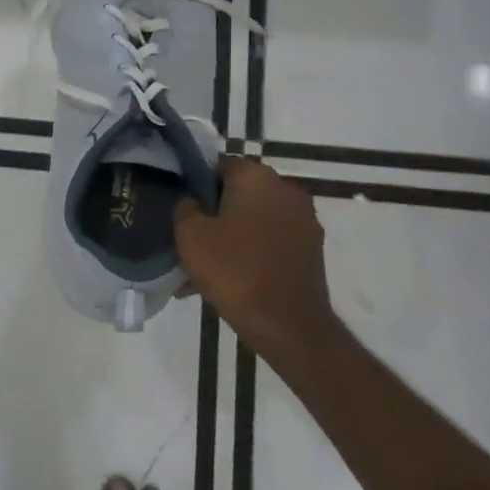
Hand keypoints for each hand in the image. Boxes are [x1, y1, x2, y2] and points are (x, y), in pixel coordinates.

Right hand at [174, 158, 338, 360]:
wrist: (286, 324)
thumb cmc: (233, 269)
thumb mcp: (189, 234)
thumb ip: (184, 207)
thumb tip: (191, 201)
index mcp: (257, 177)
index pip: (218, 165)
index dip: (195, 183)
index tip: (179, 206)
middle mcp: (286, 191)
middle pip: (239, 192)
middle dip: (214, 211)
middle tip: (189, 235)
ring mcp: (304, 222)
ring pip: (254, 219)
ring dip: (232, 233)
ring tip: (205, 262)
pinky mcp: (310, 250)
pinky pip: (270, 241)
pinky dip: (250, 251)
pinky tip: (228, 276)